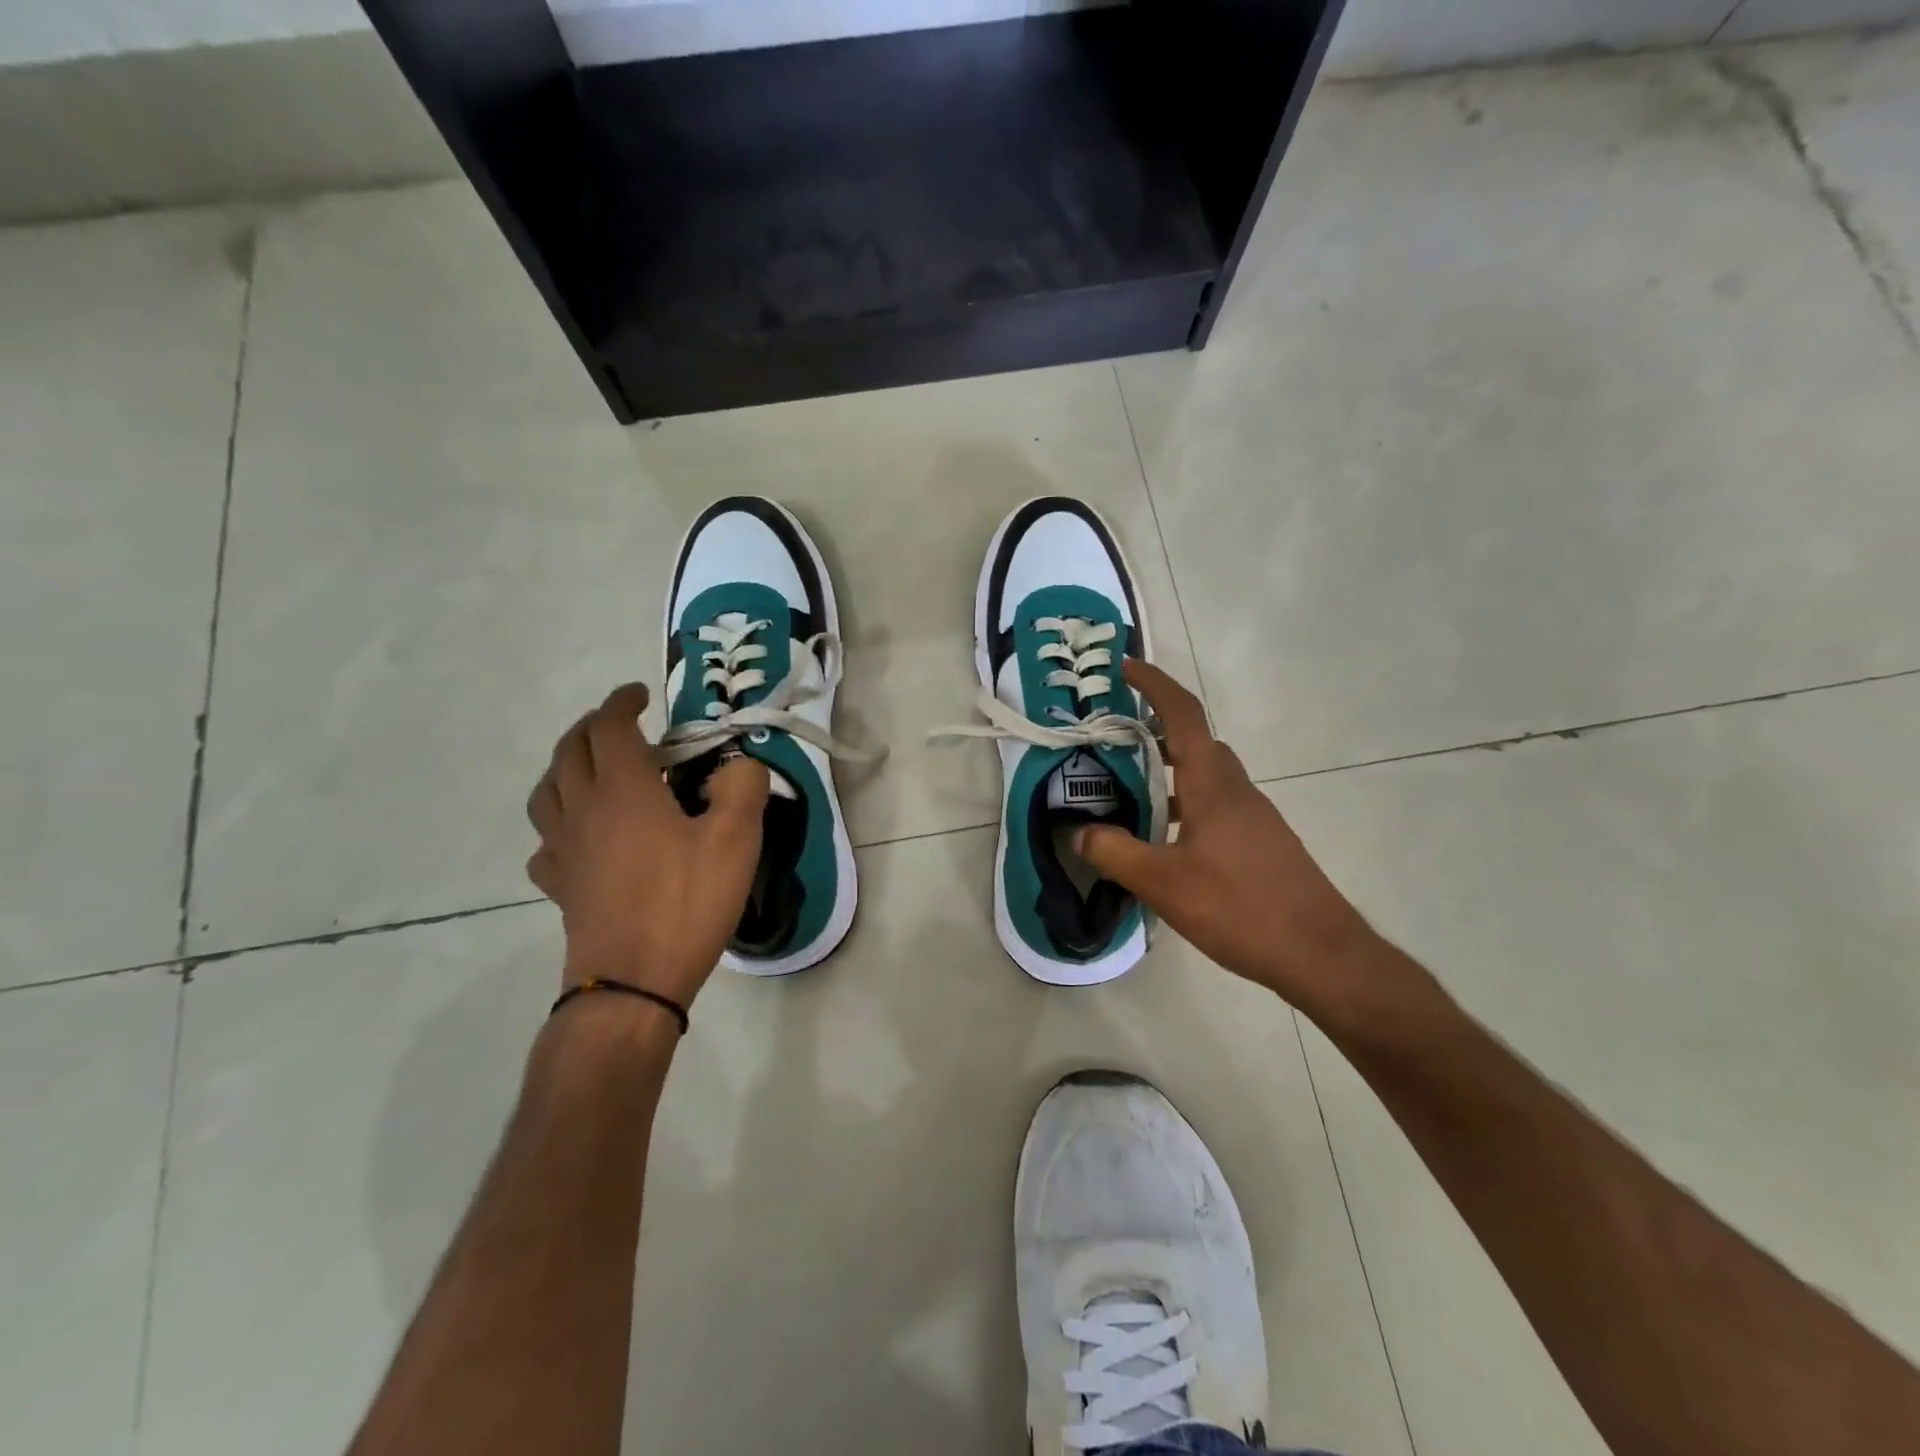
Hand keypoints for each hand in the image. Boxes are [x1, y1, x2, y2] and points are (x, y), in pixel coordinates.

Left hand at [526, 683, 768, 1006]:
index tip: (641, 694)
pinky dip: (559, 821)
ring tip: (593, 768)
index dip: (621, 702)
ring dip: (566, 765)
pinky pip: (546, 839)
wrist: (633, 982)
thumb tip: (740, 765)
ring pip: (547, 790)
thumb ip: (743, 787)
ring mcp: (563, 849)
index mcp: (623, 789)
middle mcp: (582, 809)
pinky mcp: (559, 885)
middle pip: (569, 750)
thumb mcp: (736, 840)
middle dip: (592, 726)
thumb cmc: (686, 903)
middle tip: (621, 724)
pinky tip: (580, 834)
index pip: (608, 726)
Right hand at [1075, 661, 1377, 1016]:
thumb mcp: (1164, 884)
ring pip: (1208, 778)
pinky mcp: (1262, 844)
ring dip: (1171, 775)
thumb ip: (1115, 853)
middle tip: (1114, 743)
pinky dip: (1187, 807)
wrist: (1322, 954)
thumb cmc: (1241, 908)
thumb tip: (1079, 832)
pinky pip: (1218, 807)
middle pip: (1196, 743)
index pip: (1183, 715)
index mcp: (1214, 786)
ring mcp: (1255, 818)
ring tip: (1130, 796)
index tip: (1125, 667)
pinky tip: (1168, 845)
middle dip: (1156, 732)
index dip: (1154, 684)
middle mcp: (1237, 791)